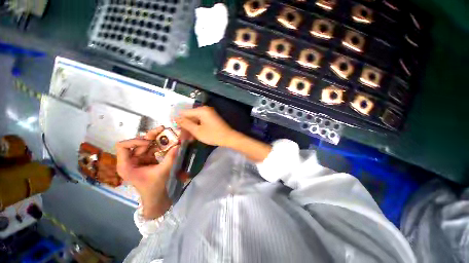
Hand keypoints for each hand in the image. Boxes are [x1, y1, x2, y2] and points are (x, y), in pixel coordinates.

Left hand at [116, 127, 178, 218]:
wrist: (157, 198)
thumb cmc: (155, 188)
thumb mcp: (163, 172)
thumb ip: (170, 157)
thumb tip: (178, 145)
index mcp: (126, 165)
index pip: (123, 146)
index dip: (135, 141)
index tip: (149, 142)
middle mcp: (131, 160)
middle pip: (138, 143)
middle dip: (150, 136)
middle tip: (163, 129)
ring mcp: (139, 159)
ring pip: (146, 144)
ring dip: (157, 139)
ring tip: (169, 135)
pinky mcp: (147, 160)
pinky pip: (153, 149)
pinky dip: (160, 145)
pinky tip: (169, 143)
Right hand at [175, 106, 235, 146]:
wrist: (229, 138)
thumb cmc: (213, 135)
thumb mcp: (197, 131)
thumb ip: (186, 124)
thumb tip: (176, 118)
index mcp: (201, 110)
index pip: (185, 113)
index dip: (178, 120)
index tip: (174, 129)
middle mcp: (205, 110)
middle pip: (190, 117)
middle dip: (185, 127)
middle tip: (181, 136)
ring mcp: (209, 114)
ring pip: (195, 120)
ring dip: (191, 129)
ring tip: (187, 139)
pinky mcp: (211, 119)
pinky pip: (201, 122)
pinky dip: (197, 128)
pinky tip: (194, 136)